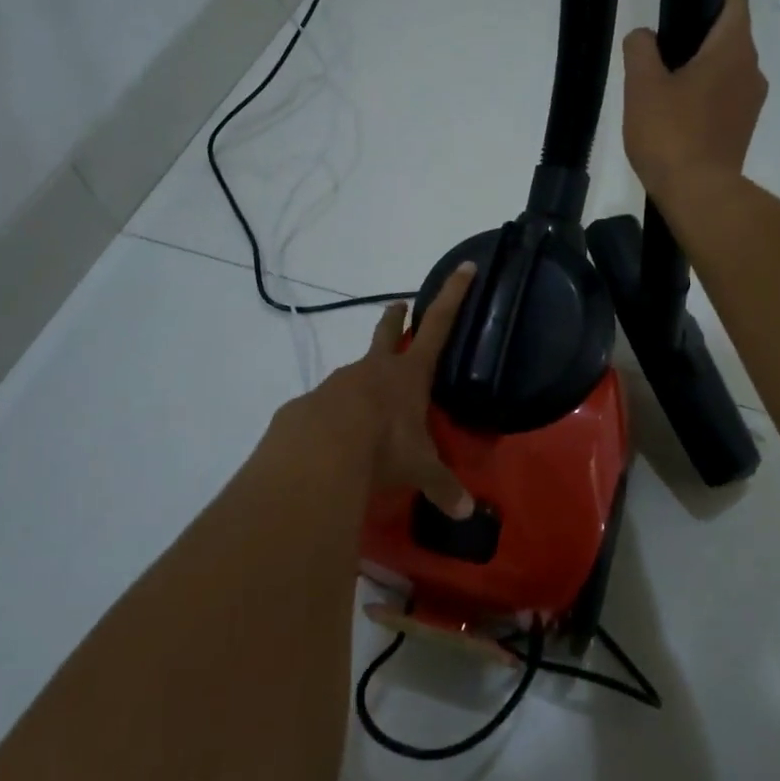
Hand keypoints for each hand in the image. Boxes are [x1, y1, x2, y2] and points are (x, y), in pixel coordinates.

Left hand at [284, 263, 476, 518]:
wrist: (318, 452)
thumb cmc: (383, 448)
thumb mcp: (418, 469)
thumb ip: (442, 487)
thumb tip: (467, 513)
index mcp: (409, 374)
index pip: (439, 325)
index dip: (454, 295)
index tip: (465, 266)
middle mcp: (375, 369)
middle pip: (388, 332)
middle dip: (396, 317)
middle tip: (399, 305)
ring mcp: (340, 382)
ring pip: (357, 371)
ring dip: (366, 376)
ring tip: (370, 403)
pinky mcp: (311, 402)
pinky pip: (330, 404)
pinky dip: (338, 414)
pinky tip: (337, 437)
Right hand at [621, 0, 766, 202]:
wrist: (697, 193)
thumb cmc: (670, 133)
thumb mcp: (641, 85)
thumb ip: (640, 49)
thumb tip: (643, 37)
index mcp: (733, 48)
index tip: (679, 15)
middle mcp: (752, 69)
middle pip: (728, 36)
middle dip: (696, 41)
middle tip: (658, 63)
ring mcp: (752, 102)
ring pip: (726, 70)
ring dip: (700, 74)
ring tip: (663, 97)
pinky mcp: (744, 129)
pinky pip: (725, 100)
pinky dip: (705, 101)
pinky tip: (676, 122)